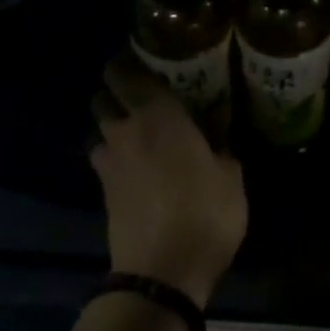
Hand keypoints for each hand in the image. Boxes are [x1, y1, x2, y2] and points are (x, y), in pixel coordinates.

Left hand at [90, 53, 247, 308]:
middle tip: (140, 92)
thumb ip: (221, 149)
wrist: (161, 275)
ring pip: (98, 127)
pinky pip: (103, 157)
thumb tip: (217, 141)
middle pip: (102, 95)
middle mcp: (125, 130)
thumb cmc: (204, 213)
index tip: (141, 55)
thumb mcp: (230, 177)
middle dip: (114, 88)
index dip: (128, 60)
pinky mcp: (103, 191)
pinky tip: (135, 163)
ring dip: (111, 122)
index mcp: (158, 115)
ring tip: (137, 128)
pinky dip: (114, 153)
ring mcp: (108, 161)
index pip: (127, 72)